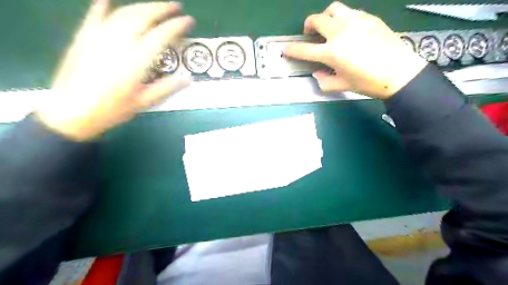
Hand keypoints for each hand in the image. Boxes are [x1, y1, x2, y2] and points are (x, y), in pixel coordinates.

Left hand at [34, 0, 194, 140]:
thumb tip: (188, 79)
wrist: (72, 112)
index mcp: (136, 60)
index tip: (189, 20)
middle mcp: (119, 43)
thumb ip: (167, 87)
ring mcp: (99, 37)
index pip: (161, 35)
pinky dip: (103, 6)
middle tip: (176, 6)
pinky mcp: (84, 37)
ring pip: (123, 13)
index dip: (177, 26)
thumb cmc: (112, 110)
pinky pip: (95, 16)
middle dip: (161, 8)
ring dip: (142, 6)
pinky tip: (109, 1)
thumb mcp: (144, 102)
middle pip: (143, 17)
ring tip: (155, 6)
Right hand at [284, 1, 425, 98]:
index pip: (305, 49)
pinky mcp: (368, 17)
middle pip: (316, 19)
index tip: (285, 49)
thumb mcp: (342, 86)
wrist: (399, 72)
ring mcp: (355, 21)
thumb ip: (324, 81)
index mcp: (331, 52)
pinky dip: (343, 18)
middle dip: (308, 25)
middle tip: (310, 33)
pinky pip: (350, 12)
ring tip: (328, 27)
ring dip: (325, 17)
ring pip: (333, 9)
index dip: (292, 49)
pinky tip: (347, 29)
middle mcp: (340, 32)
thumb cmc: (368, 82)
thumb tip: (317, 73)